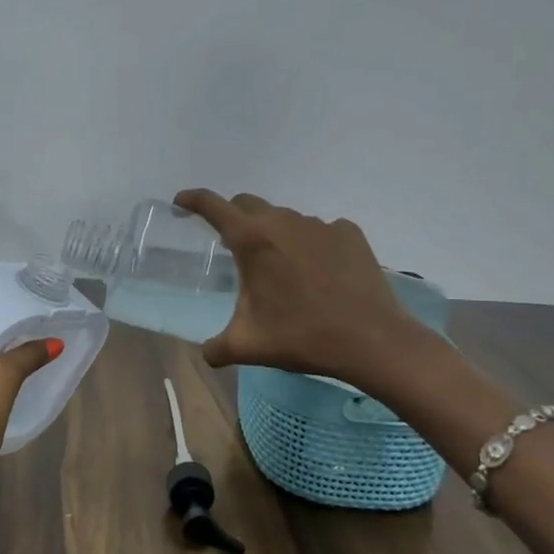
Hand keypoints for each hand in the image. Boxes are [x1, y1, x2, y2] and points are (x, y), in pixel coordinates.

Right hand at [172, 189, 428, 383]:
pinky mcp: (349, 234)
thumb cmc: (302, 337)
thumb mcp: (248, 346)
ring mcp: (320, 225)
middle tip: (230, 244)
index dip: (193, 200)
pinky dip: (309, 244)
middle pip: (248, 205)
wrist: (372, 341)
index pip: (213, 206)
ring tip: (279, 267)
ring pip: (284, 219)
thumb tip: (207, 354)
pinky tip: (317, 271)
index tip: (181, 202)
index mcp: (252, 240)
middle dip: (232, 217)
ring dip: (273, 234)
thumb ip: (216, 347)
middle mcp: (284, 222)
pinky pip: (319, 231)